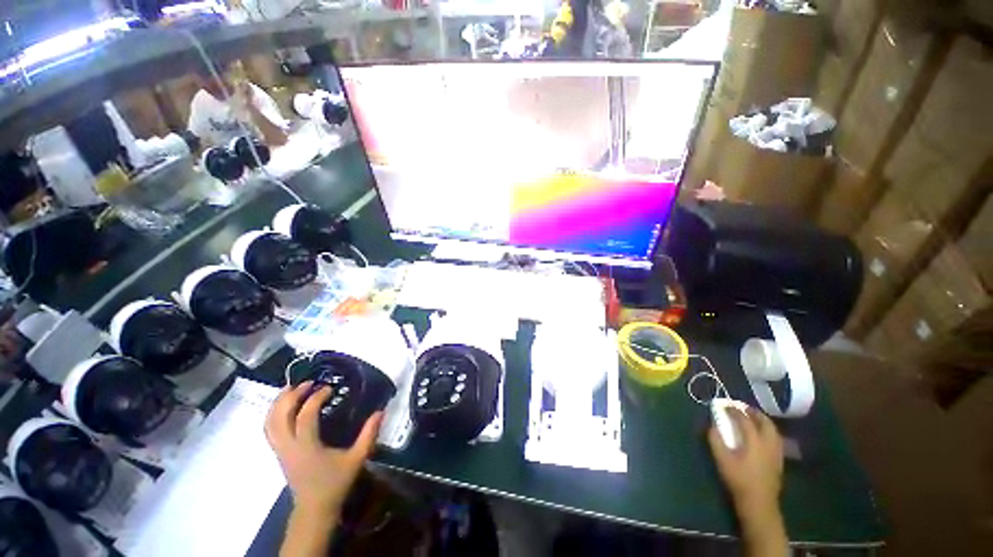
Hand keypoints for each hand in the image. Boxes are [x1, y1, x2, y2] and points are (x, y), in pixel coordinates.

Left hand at [265, 381, 382, 517]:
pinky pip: (270, 430)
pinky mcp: (279, 453)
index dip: (315, 398)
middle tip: (307, 383)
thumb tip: (380, 411)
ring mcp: (280, 451)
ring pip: (270, 423)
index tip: (329, 388)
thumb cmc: (335, 483)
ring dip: (278, 403)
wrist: (314, 509)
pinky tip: (285, 408)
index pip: (305, 416)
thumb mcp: (357, 458)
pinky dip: (274, 414)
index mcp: (307, 447)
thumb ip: (369, 435)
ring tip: (291, 389)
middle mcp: (288, 447)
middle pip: (279, 416)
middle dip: (291, 396)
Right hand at [708, 406, 783, 518]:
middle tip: (742, 407)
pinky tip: (761, 434)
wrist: (759, 502)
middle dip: (753, 412)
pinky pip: (775, 438)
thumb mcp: (722, 460)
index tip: (724, 404)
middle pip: (765, 422)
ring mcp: (776, 452)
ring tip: (752, 418)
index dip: (734, 410)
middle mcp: (768, 443)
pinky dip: (767, 430)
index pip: (745, 419)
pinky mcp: (778, 460)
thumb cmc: (739, 479)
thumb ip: (716, 440)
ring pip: (773, 430)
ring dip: (762, 421)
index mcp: (755, 441)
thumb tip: (713, 426)